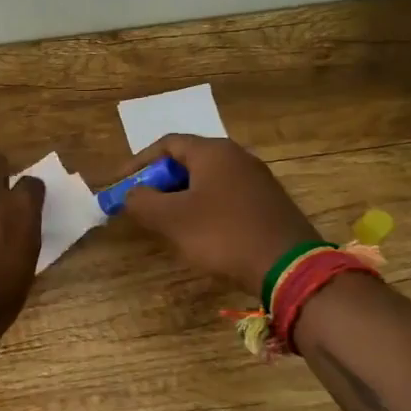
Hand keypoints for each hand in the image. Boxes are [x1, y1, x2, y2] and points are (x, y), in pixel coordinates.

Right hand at [119, 134, 318, 295]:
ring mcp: (257, 180)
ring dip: (181, 197)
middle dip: (160, 182)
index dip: (139, 163)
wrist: (288, 267)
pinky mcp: (268, 204)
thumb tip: (131, 194)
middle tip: (142, 204)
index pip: (167, 144)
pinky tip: (200, 233)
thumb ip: (142, 201)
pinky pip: (226, 196)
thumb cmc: (223, 235)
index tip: (121, 184)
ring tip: (166, 221)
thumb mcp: (171, 219)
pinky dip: (204, 207)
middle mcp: (237, 157)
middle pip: (188, 161)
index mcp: (213, 151)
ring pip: (207, 181)